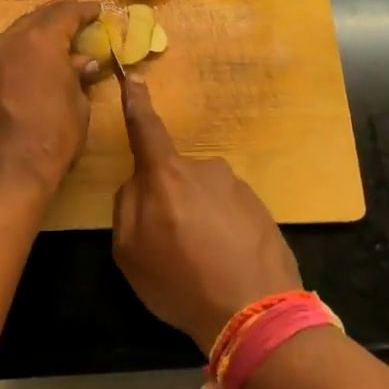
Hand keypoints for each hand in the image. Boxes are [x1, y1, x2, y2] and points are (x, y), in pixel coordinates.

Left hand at [0, 0, 100, 195]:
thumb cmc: (50, 141)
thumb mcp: (77, 108)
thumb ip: (77, 77)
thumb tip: (81, 62)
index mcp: (38, 42)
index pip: (64, 14)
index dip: (82, 11)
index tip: (95, 10)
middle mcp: (4, 42)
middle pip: (32, 20)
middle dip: (53, 18)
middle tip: (70, 16)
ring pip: (8, 41)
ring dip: (27, 40)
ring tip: (43, 46)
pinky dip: (8, 63)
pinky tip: (16, 73)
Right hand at [111, 79, 301, 350]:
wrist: (255, 312)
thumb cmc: (181, 282)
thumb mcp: (129, 252)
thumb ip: (126, 207)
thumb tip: (138, 184)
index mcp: (166, 175)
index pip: (146, 129)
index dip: (136, 103)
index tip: (134, 77)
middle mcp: (204, 169)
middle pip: (173, 176)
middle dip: (168, 201)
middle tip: (170, 246)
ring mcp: (237, 187)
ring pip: (202, 195)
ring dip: (197, 218)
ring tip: (202, 262)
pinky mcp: (261, 207)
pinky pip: (228, 211)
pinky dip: (222, 231)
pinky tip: (225, 263)